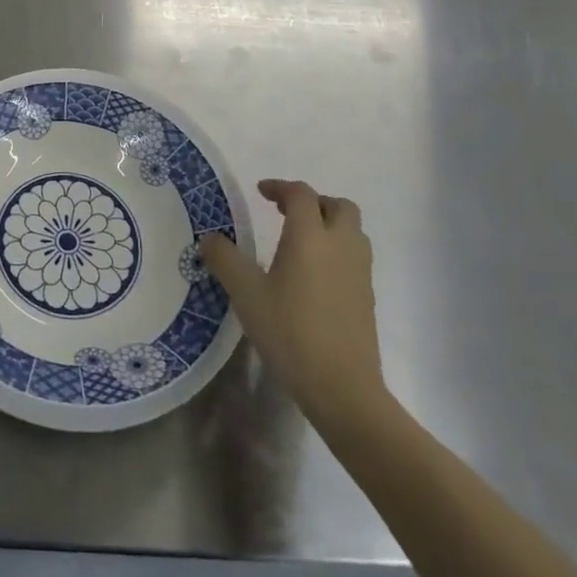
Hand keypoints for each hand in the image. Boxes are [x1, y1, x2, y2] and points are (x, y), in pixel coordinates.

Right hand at [201, 179, 387, 433]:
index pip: (302, 194)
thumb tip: (209, 237)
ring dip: (329, 225)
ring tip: (300, 241)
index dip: (280, 187)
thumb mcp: (246, 294)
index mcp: (310, 236)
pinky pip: (355, 256)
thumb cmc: (291, 333)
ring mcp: (359, 272)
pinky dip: (337, 251)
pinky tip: (313, 275)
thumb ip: (225, 259)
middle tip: (286, 213)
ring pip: (352, 231)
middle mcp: (340, 245)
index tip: (260, 193)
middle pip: (338, 205)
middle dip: (313, 202)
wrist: (343, 389)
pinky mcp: (367, 297)